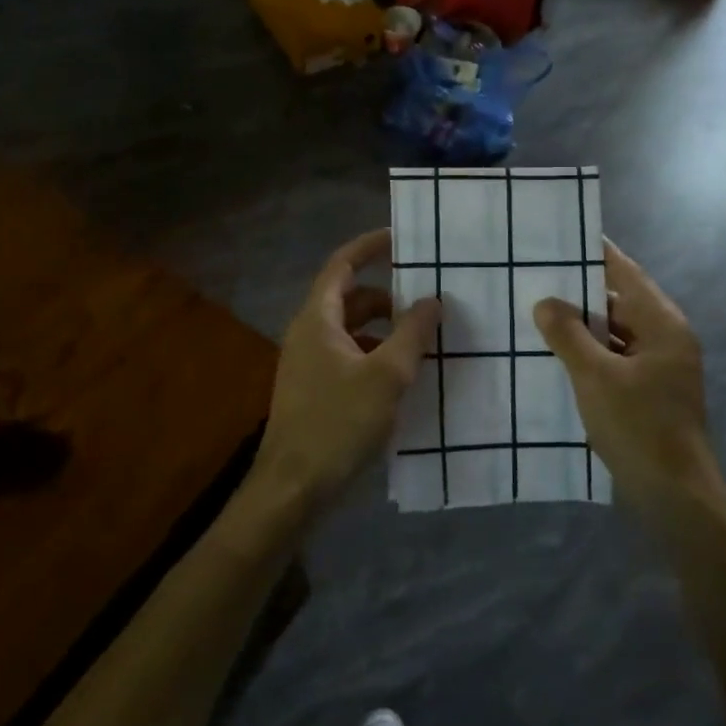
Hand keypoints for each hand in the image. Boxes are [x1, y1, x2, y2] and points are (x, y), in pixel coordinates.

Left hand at [255, 229, 440, 510]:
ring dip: (384, 330)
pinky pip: (349, 357)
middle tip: (426, 299)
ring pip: (351, 331)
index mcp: (317, 319)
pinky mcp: (315, 391)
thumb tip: (433, 299)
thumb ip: (412, 333)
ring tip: (422, 340)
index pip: (342, 265)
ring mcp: (308, 364)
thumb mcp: (386, 375)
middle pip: (349, 298)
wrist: (293, 488)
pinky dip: (375, 356)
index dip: (369, 246)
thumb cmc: (338, 423)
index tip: (401, 238)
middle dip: (388, 296)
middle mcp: (308, 334)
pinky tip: (402, 377)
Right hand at [533, 241, 723, 520]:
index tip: (562, 237)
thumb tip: (546, 302)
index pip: (626, 273)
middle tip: (537, 277)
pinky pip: (617, 360)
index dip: (596, 254)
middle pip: (621, 302)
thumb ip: (568, 335)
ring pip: (617, 334)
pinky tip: (557, 357)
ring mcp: (661, 369)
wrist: (675, 496)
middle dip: (580, 292)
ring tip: (539, 314)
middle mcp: (667, 339)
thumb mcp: (595, 377)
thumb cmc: (638, 427)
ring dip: (583, 327)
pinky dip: (591, 355)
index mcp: (663, 325)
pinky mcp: (651, 394)